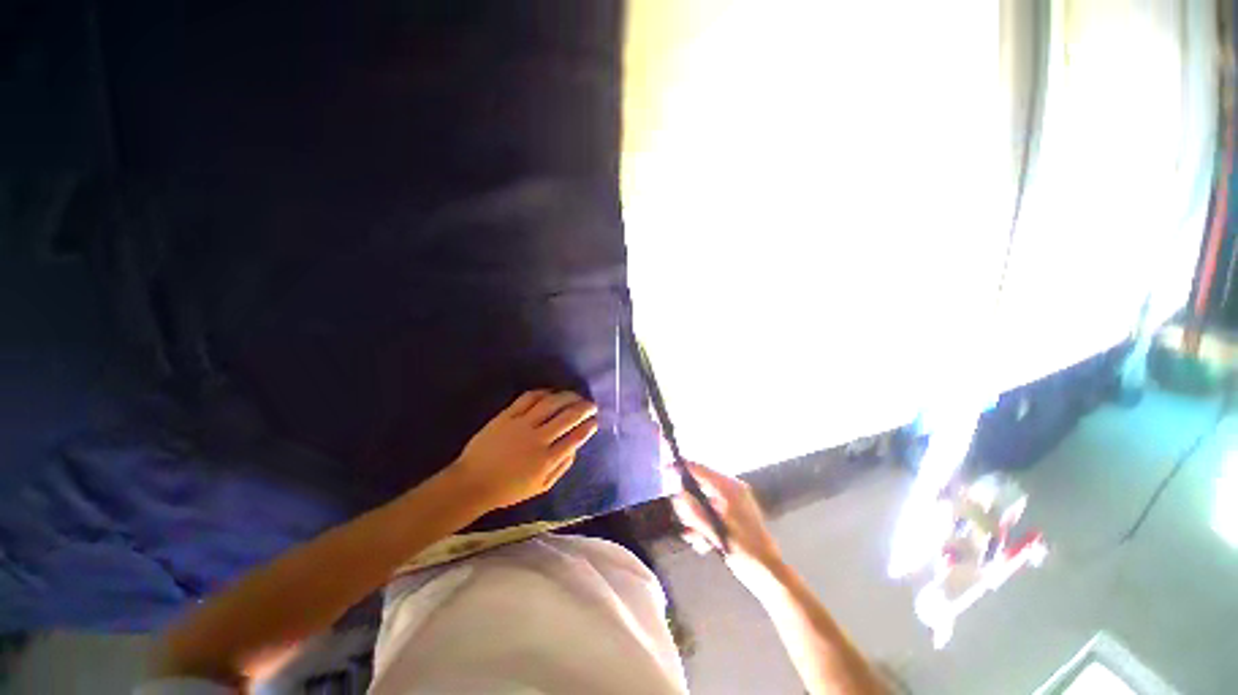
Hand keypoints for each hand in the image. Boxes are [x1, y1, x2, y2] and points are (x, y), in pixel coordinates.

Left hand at [449, 390, 598, 510]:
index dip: (588, 427)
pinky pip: (528, 398)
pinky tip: (551, 392)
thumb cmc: (508, 489)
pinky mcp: (507, 415)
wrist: (472, 483)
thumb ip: (561, 468)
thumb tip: (575, 449)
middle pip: (567, 417)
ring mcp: (521, 424)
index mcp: (546, 460)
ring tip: (576, 395)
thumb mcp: (540, 487)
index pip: (575, 438)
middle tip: (592, 405)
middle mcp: (537, 439)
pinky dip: (543, 392)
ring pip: (550, 403)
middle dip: (584, 409)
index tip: (595, 421)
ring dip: (567, 397)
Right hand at [672, 460, 783, 584]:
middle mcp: (730, 490)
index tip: (664, 469)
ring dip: (695, 521)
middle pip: (698, 486)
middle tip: (686, 523)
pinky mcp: (730, 515)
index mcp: (730, 488)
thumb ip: (694, 512)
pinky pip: (708, 513)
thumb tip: (677, 495)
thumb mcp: (715, 532)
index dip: (682, 468)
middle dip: (689, 506)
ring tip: (697, 539)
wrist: (769, 576)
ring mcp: (731, 503)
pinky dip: (703, 526)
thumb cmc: (745, 552)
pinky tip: (703, 544)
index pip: (700, 470)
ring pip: (701, 502)